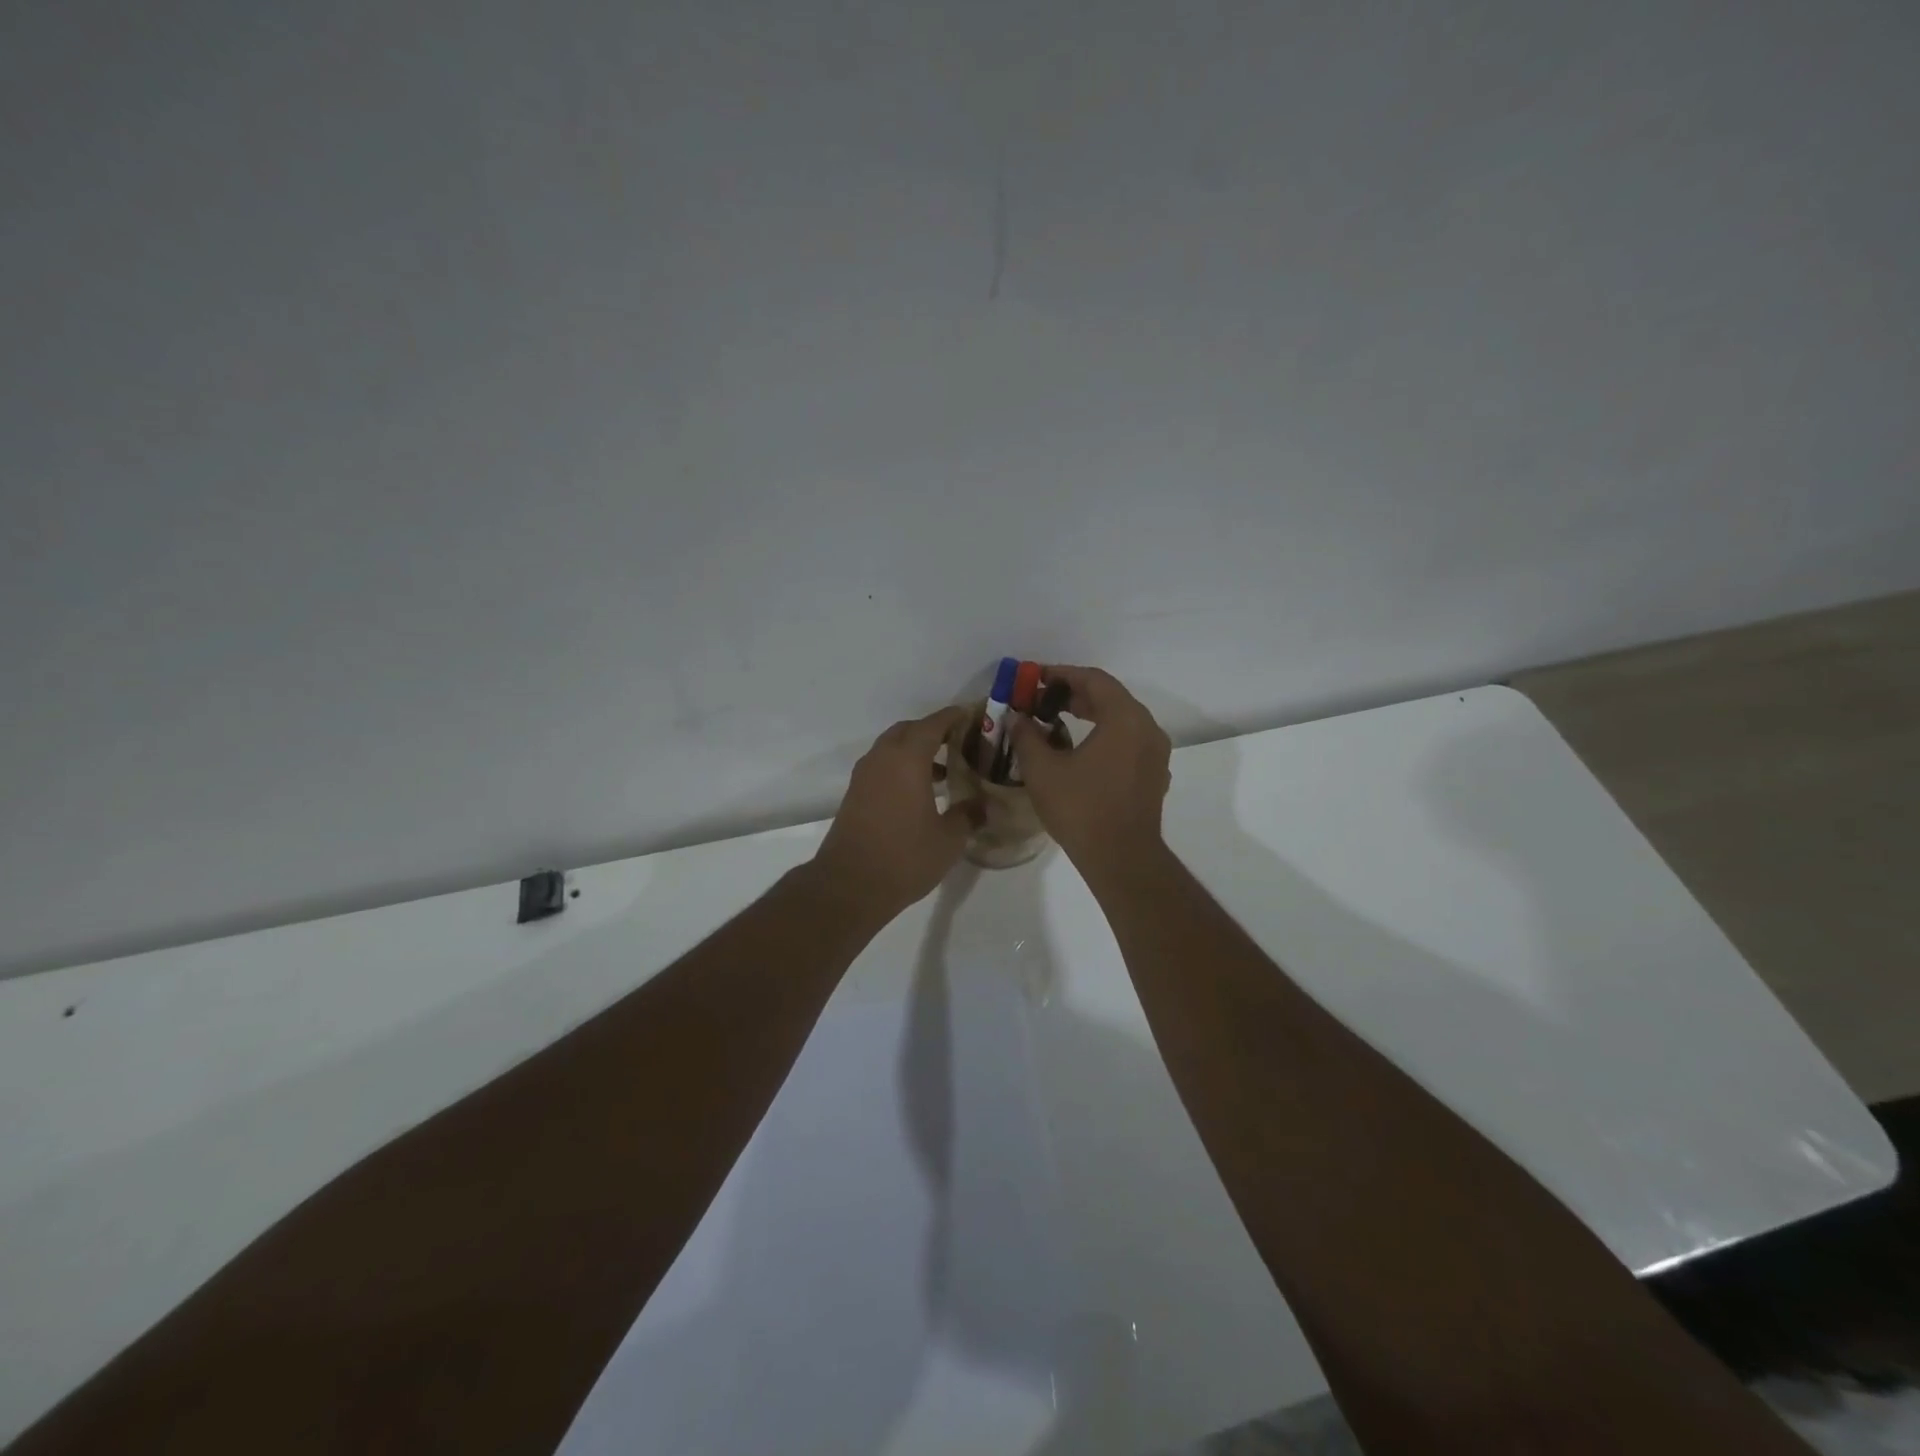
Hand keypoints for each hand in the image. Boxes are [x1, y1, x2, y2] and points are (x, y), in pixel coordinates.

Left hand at [814, 706, 973, 918]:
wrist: (849, 885)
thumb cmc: (904, 857)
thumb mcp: (949, 840)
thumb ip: (968, 815)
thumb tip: (981, 805)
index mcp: (907, 759)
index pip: (933, 724)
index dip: (953, 717)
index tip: (971, 716)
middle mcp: (882, 758)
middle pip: (909, 730)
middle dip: (933, 731)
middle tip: (959, 743)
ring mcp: (864, 776)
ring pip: (892, 747)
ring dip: (915, 750)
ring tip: (943, 770)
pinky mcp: (855, 794)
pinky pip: (882, 766)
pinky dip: (901, 767)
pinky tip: (919, 792)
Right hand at [1009, 666, 1171, 874]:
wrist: (1122, 858)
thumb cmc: (1081, 808)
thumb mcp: (1043, 769)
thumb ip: (1026, 735)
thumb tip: (1016, 717)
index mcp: (1125, 718)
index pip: (1093, 680)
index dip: (1062, 674)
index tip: (1035, 677)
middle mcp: (1147, 728)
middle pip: (1110, 697)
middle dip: (1074, 694)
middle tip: (1042, 699)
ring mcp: (1156, 753)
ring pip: (1121, 719)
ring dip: (1090, 714)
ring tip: (1057, 720)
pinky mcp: (1154, 774)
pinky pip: (1129, 740)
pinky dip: (1105, 734)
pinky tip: (1081, 750)